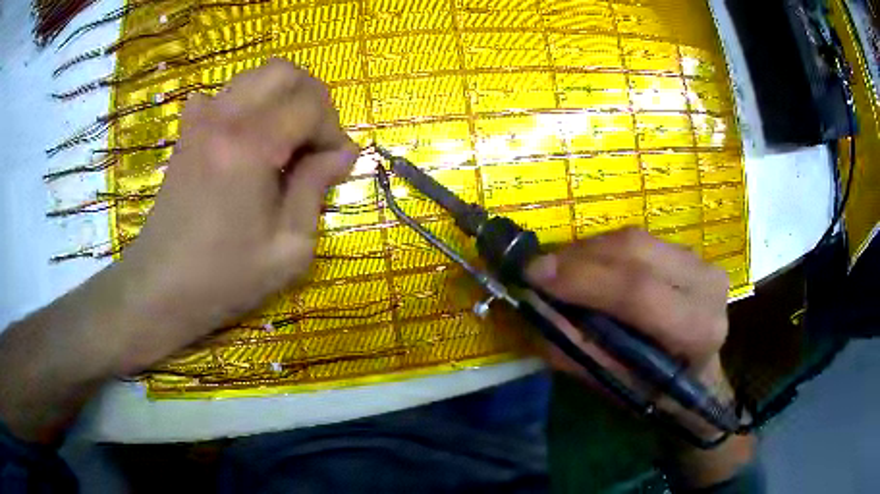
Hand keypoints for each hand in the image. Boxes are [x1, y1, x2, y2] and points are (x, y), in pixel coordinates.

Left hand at [0, 60, 356, 441]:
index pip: (311, 105)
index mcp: (251, 145)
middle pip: (284, 72)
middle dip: (312, 99)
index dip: (333, 131)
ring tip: (285, 142)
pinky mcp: (188, 132)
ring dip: (282, 99)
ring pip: (255, 76)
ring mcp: (200, 120)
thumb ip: (317, 189)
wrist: (160, 287)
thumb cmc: (224, 277)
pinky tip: (246, 139)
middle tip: (315, 141)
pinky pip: (224, 95)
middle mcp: (224, 117)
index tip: (335, 165)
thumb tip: (343, 153)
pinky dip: (247, 106)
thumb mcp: (288, 248)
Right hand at [526, 227, 729, 384]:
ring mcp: (702, 262)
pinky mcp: (691, 252)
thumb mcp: (615, 385)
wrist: (698, 377)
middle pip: (636, 251)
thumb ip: (576, 349)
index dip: (584, 280)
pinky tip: (587, 266)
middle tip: (539, 269)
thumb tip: (536, 307)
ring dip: (588, 251)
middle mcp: (707, 285)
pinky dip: (604, 250)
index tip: (534, 276)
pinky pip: (639, 240)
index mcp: (697, 329)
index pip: (639, 292)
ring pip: (635, 239)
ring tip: (558, 269)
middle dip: (579, 257)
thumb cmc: (657, 393)